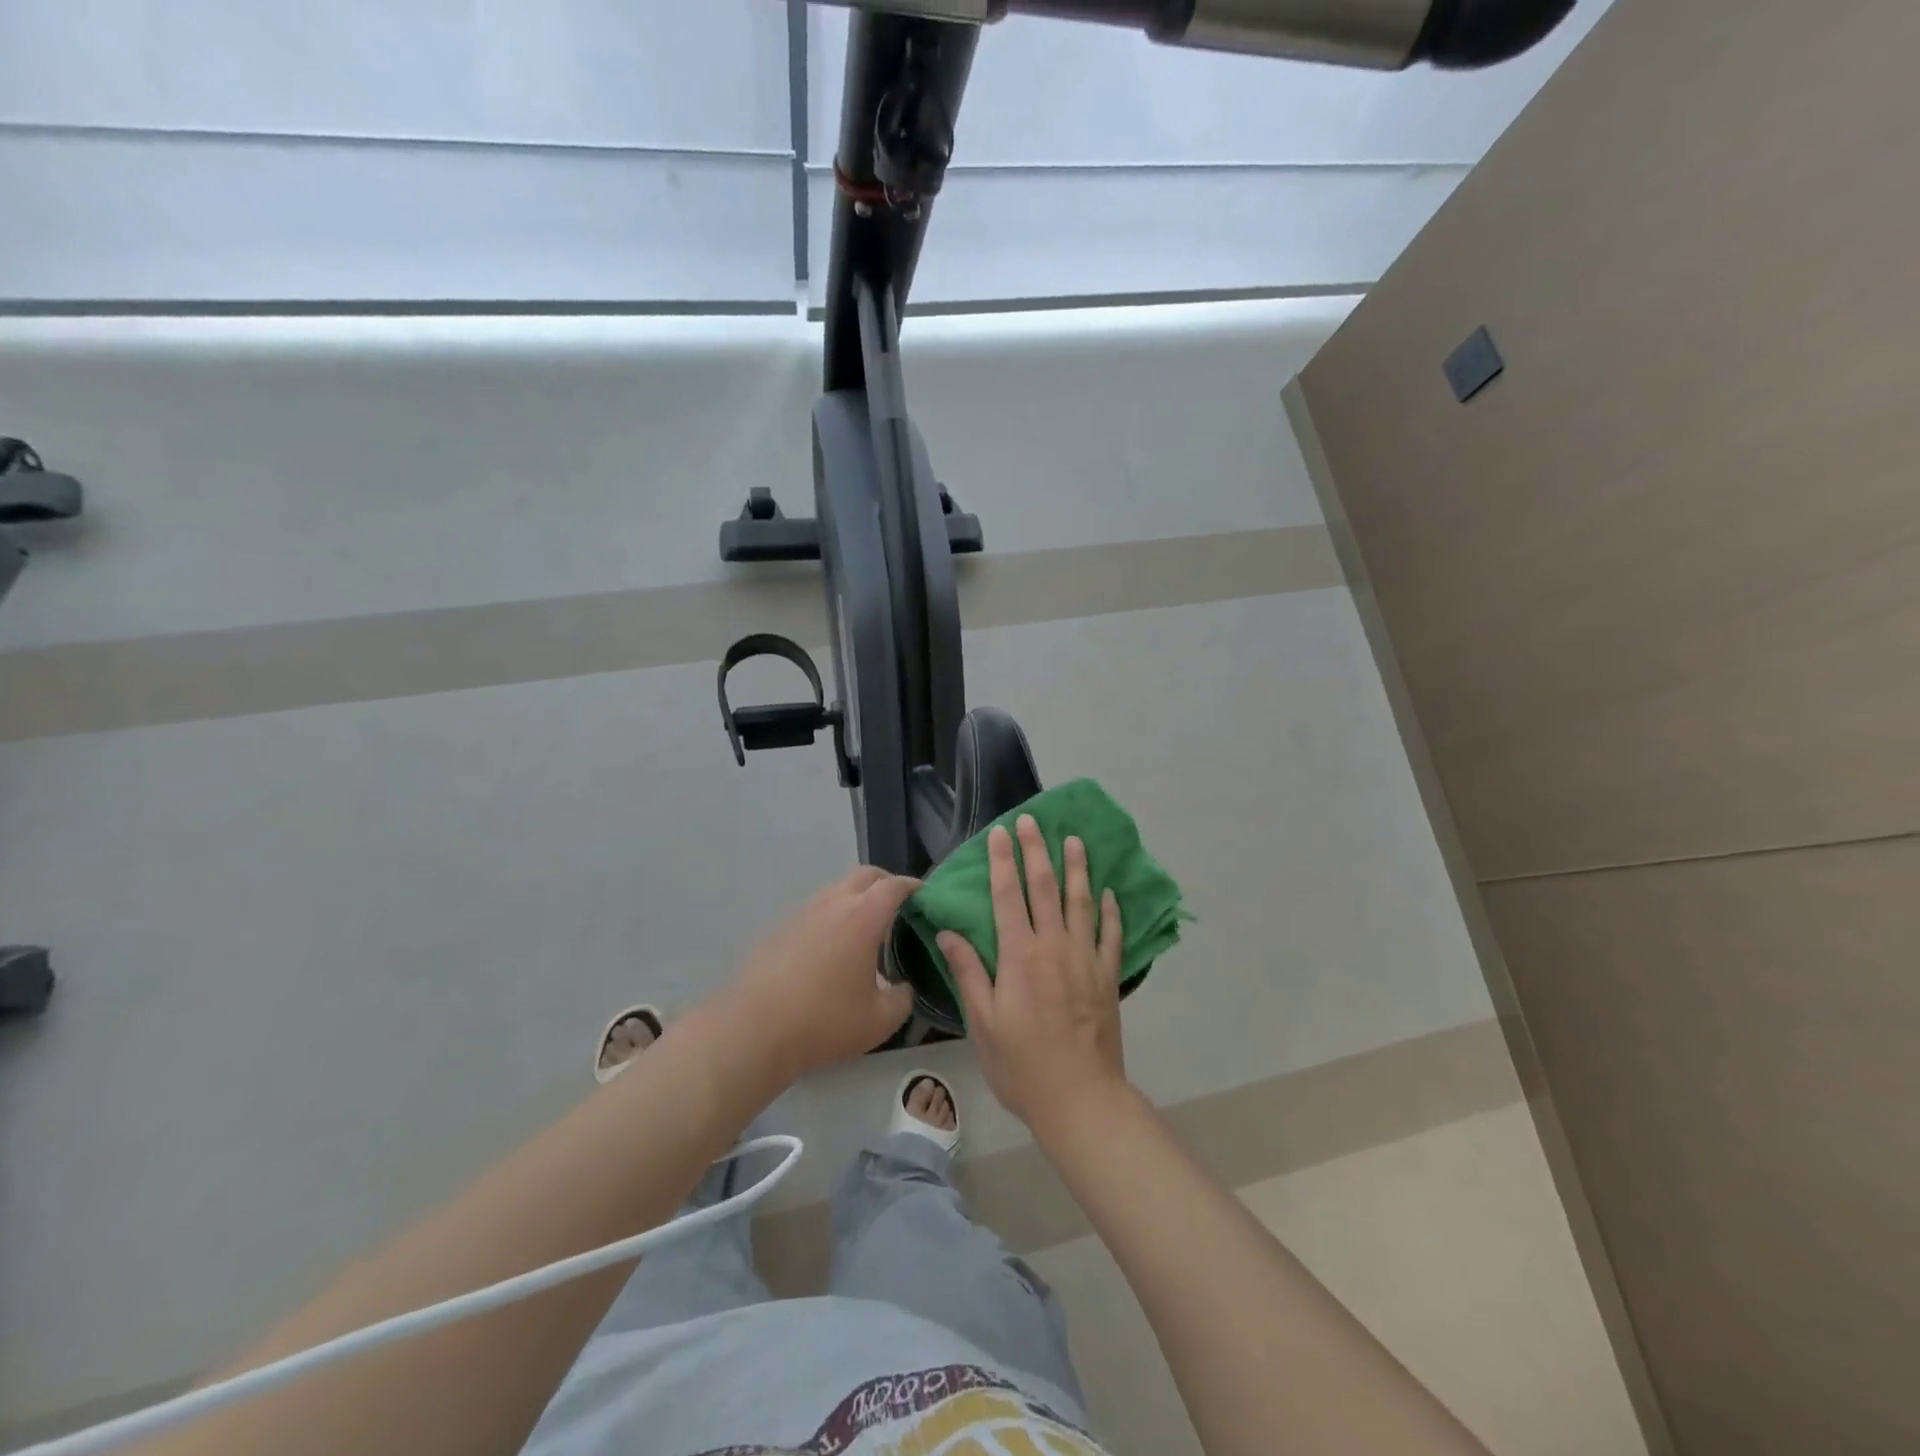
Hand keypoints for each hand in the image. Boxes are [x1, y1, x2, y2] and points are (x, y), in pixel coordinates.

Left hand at [724, 866, 917, 1078]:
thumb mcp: (880, 1021)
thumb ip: (903, 998)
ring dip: (856, 899)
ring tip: (865, 931)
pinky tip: (831, 950)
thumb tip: (903, 988)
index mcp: (863, 917)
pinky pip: (814, 910)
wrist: (752, 1030)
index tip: (924, 897)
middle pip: (865, 876)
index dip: (913, 887)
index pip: (894, 885)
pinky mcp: (779, 928)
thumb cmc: (824, 1021)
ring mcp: (802, 912)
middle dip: (886, 884)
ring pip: (836, 890)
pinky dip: (831, 917)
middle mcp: (833, 903)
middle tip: (899, 908)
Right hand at [940, 815, 1128, 1135]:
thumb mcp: (983, 1022)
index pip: (1008, 896)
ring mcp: (1086, 959)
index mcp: (1020, 956)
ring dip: (1077, 868)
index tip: (1000, 833)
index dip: (1003, 862)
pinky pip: (1110, 934)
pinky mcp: (1108, 976)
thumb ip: (968, 972)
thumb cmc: (1021, 1064)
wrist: (1079, 1098)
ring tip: (1075, 840)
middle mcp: (1054, 947)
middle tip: (1033, 821)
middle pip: (1045, 888)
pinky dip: (1109, 910)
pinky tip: (1107, 892)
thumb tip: (948, 931)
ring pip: (1081, 902)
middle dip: (1037, 851)